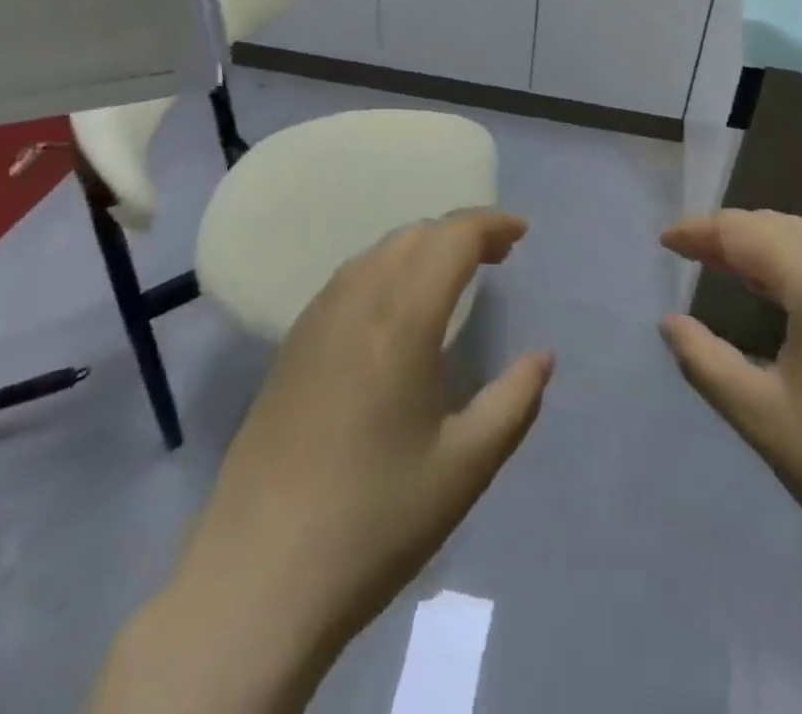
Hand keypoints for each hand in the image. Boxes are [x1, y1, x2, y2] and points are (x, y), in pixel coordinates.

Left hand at [96, 210, 551, 713]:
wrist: (259, 576)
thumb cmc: (375, 520)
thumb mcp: (465, 467)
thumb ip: (514, 402)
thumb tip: (542, 358)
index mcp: (403, 319)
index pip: (451, 238)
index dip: (490, 224)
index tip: (522, 233)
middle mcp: (357, 300)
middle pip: (416, 235)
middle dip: (461, 233)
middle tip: (498, 257)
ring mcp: (317, 319)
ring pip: (379, 251)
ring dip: (423, 247)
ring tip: (453, 276)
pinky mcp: (292, 344)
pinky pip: (350, 278)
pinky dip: (388, 268)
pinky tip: (397, 308)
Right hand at [657, 210, 801, 628]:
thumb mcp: (762, 417)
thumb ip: (704, 360)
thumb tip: (671, 322)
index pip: (745, 232)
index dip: (699, 232)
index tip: (665, 241)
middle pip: (781, 227)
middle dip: (732, 234)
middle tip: (692, 253)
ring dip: (768, 247)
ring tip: (731, 268)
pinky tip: (791, 296)